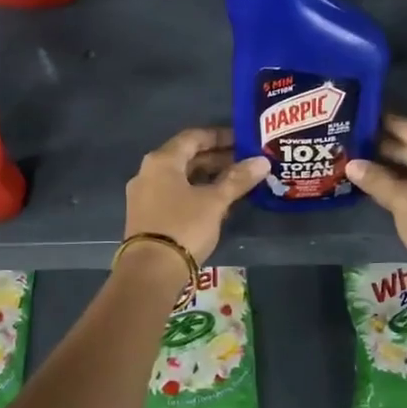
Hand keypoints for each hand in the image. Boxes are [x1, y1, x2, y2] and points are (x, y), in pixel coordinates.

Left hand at [123, 127, 268, 265]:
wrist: (150, 271)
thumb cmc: (183, 226)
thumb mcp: (215, 201)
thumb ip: (238, 179)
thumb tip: (262, 161)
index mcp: (162, 160)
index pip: (193, 137)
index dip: (220, 136)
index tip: (243, 141)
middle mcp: (148, 172)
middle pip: (186, 157)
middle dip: (216, 159)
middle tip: (244, 164)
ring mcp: (144, 195)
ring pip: (180, 178)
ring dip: (207, 177)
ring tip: (236, 183)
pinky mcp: (146, 216)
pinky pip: (174, 194)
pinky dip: (195, 193)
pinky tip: (216, 203)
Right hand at [344, 115, 406, 282]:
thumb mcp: (402, 200)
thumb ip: (376, 180)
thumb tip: (352, 164)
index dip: (385, 123)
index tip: (359, 117)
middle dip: (384, 146)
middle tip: (352, 142)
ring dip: (391, 168)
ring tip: (359, 164)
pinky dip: (402, 185)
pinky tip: (380, 188)